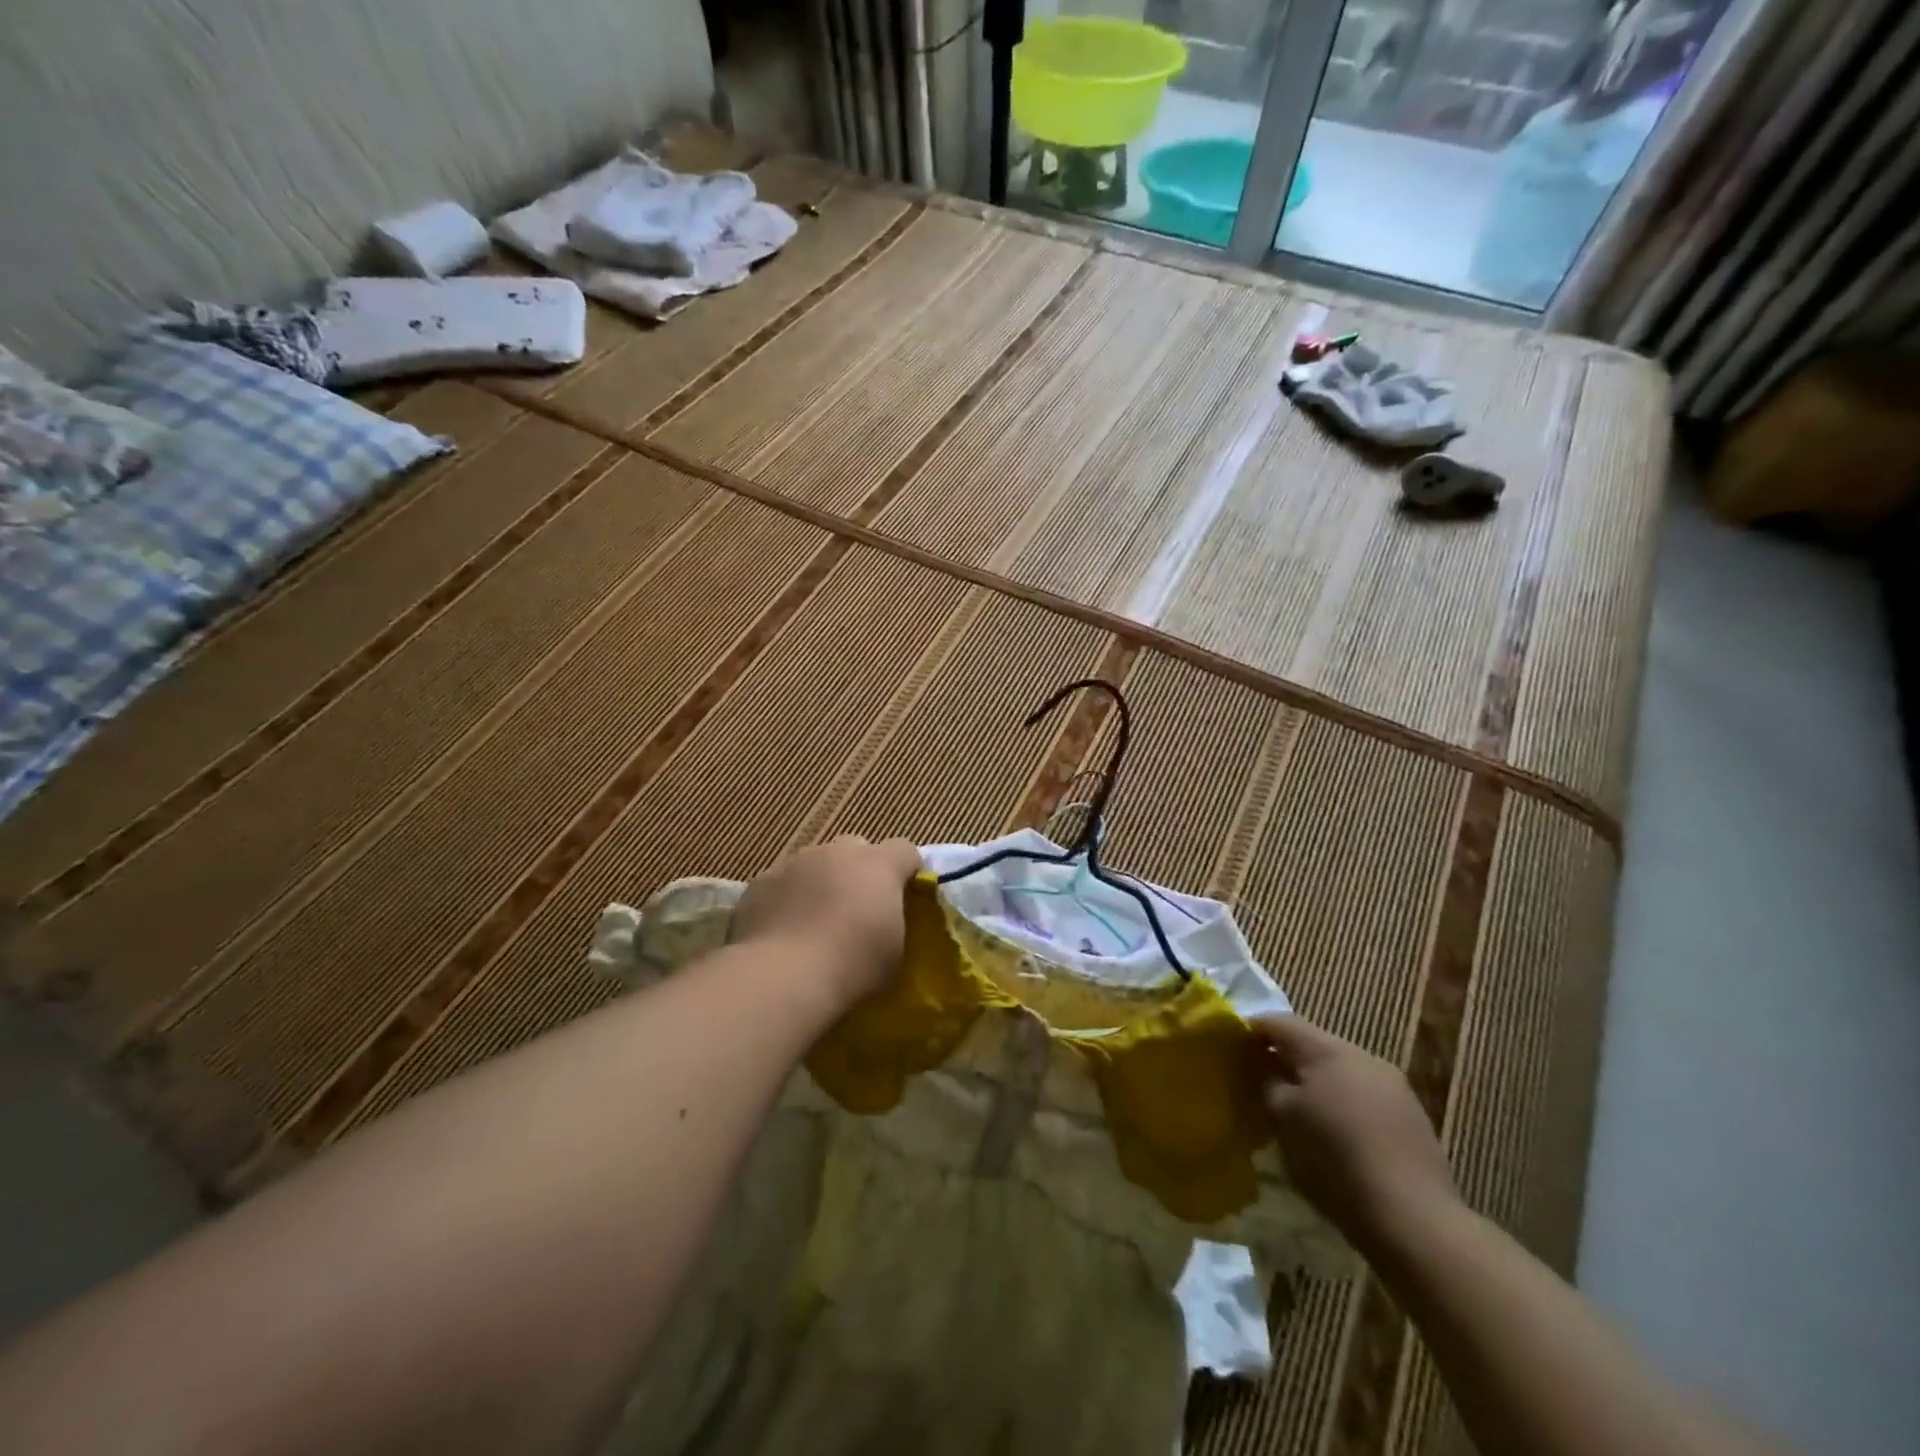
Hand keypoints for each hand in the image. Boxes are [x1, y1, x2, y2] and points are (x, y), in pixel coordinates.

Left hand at [731, 835, 921, 1007]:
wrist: (782, 978)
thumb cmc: (852, 966)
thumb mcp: (895, 952)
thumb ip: (893, 923)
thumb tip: (884, 921)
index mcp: (878, 865)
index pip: (904, 850)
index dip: (906, 870)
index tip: (906, 897)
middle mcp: (836, 853)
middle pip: (855, 848)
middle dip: (859, 871)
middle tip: (857, 909)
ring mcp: (794, 863)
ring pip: (814, 864)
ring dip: (820, 884)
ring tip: (814, 925)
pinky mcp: (759, 883)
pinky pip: (781, 885)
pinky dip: (786, 901)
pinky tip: (783, 934)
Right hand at [1257, 1015, 1461, 1257]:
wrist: (1413, 1219)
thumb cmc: (1334, 1160)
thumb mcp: (1283, 1119)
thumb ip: (1267, 1083)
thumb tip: (1262, 1067)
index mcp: (1328, 1050)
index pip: (1280, 1023)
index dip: (1252, 1031)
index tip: (1232, 1048)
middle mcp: (1363, 1057)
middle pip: (1313, 1045)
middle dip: (1285, 1059)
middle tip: (1261, 1081)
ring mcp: (1394, 1087)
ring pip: (1341, 1072)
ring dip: (1316, 1083)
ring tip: (1297, 1111)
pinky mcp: (1412, 1118)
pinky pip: (1364, 1097)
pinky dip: (1342, 1105)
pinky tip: (1336, 1135)